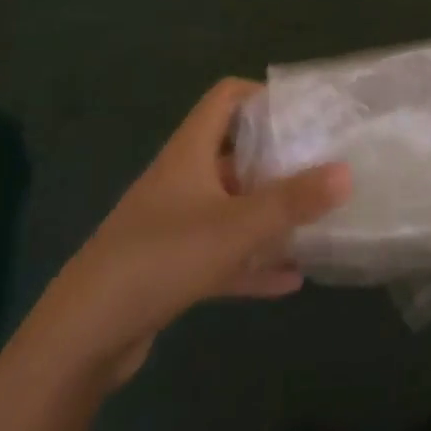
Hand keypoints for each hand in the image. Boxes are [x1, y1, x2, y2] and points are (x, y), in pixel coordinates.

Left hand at [37, 78, 349, 387]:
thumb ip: (292, 201)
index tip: (303, 111)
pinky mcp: (171, 267)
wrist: (84, 335)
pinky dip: (252, 262)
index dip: (262, 95)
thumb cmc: (162, 256)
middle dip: (275, 158)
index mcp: (190, 151)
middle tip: (320, 164)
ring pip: (230, 205)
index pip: (226, 97)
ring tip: (313, 218)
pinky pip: (221, 254)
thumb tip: (347, 171)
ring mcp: (174, 224)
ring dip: (266, 212)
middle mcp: (182, 178)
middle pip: (233, 151)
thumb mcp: (235, 227)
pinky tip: (290, 280)